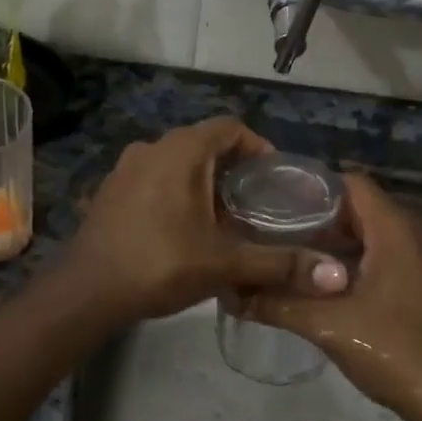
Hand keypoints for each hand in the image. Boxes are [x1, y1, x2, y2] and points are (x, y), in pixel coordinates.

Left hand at [65, 118, 347, 323]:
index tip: (276, 178)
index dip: (258, 147)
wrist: (86, 292)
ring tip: (226, 220)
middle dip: (234, 170)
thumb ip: (279, 264)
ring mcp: (125, 169)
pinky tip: (185, 231)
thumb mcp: (224, 264)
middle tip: (257, 204)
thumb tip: (336, 275)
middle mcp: (151, 148)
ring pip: (177, 164)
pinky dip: (176, 193)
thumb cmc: (159, 264)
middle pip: (204, 145)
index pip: (230, 127)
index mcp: (180, 151)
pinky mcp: (110, 192)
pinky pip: (154, 180)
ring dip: (204, 183)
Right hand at [237, 172, 421, 420]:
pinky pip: (378, 255)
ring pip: (367, 234)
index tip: (275, 200)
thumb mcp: (326, 325)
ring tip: (287, 252)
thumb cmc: (392, 350)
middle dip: (316, 216)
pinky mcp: (418, 284)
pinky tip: (316, 281)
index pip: (351, 183)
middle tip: (273, 228)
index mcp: (395, 231)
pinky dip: (349, 260)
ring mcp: (418, 261)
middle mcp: (411, 236)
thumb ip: (277, 304)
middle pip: (357, 207)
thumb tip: (232, 293)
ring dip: (331, 241)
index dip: (313, 187)